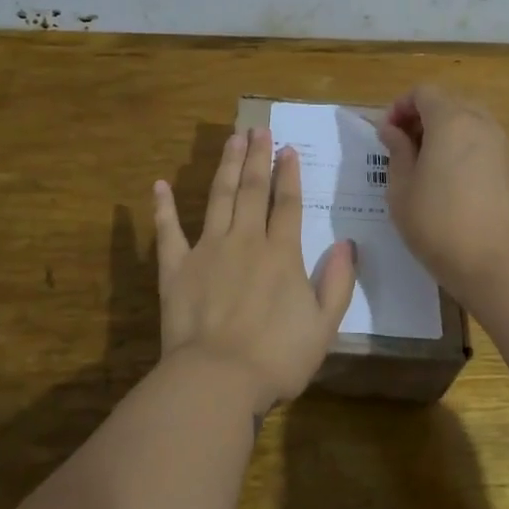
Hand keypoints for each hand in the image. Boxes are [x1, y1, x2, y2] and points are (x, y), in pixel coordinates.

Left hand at [152, 128, 357, 414]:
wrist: (217, 379)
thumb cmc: (277, 358)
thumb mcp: (323, 326)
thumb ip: (337, 283)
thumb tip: (347, 244)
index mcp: (281, 254)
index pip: (287, 204)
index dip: (288, 174)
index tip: (287, 148)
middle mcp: (245, 241)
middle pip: (252, 190)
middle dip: (256, 157)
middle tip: (257, 129)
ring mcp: (207, 250)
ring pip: (218, 198)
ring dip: (225, 166)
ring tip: (231, 139)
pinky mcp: (176, 268)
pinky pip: (168, 231)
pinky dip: (163, 207)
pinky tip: (160, 185)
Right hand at [376, 85, 508, 300]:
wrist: (495, 264)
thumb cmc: (437, 224)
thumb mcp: (402, 188)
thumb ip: (397, 150)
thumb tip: (392, 129)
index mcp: (451, 121)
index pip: (423, 92)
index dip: (399, 107)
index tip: (385, 134)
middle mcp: (480, 123)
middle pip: (447, 102)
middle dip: (421, 116)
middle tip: (401, 146)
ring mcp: (501, 144)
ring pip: (467, 121)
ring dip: (442, 131)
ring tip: (423, 164)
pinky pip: (480, 141)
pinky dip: (461, 146)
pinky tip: (447, 178)